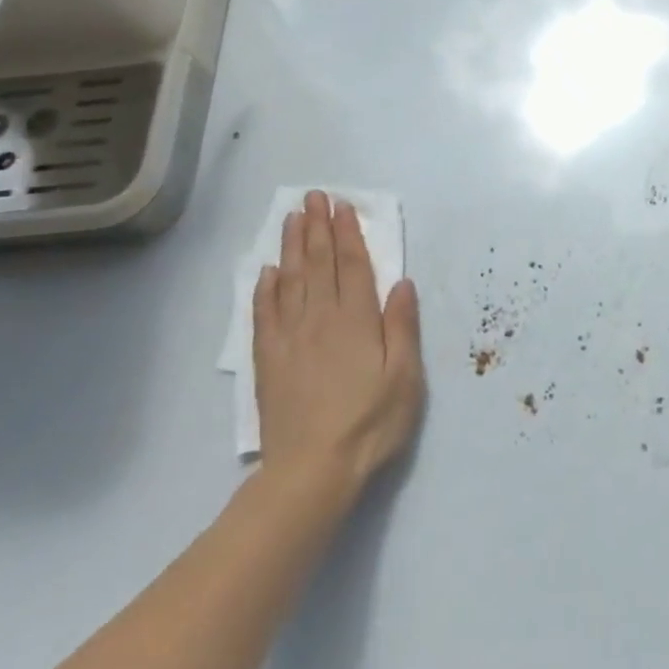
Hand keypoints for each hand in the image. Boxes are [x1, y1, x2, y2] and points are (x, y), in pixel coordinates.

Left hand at [251, 191, 424, 497]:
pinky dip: (265, 288)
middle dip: (317, 227)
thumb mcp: (404, 378)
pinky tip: (266, 271)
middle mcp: (320, 319)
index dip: (347, 233)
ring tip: (291, 218)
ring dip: (291, 246)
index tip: (342, 205)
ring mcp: (290, 338)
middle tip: (313, 197)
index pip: (351, 265)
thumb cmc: (370, 424)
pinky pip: (264, 314)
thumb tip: (401, 282)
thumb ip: (402, 326)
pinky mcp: (268, 360)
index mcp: (356, 320)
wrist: (311, 472)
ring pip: (289, 280)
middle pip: (317, 263)